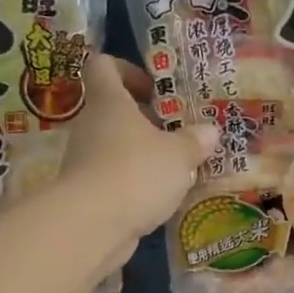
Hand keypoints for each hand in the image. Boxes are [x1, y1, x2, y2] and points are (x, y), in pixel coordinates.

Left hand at [58, 54, 218, 272]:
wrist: (90, 226)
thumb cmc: (136, 173)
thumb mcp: (178, 155)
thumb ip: (194, 141)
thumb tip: (209, 131)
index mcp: (109, 102)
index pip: (103, 66)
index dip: (127, 70)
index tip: (154, 89)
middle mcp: (90, 126)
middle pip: (113, 111)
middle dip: (146, 120)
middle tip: (177, 133)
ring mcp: (83, 161)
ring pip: (114, 147)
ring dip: (142, 155)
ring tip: (176, 170)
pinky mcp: (86, 194)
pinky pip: (113, 178)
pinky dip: (134, 184)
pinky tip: (160, 198)